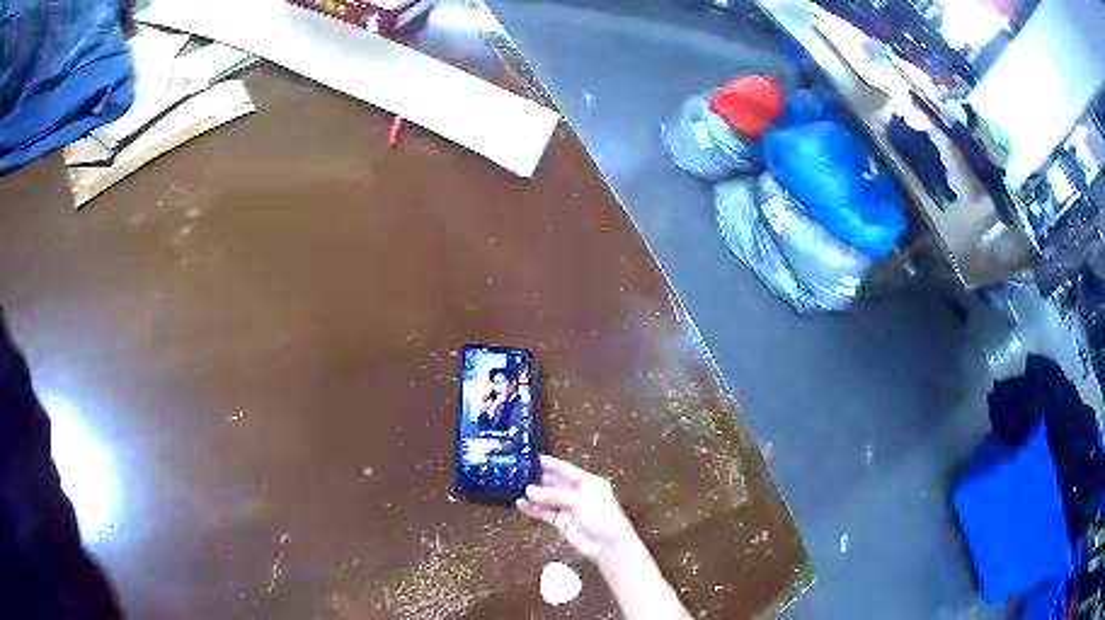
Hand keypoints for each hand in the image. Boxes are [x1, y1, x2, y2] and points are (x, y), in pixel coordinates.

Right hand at [517, 455, 641, 564]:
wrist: (609, 547)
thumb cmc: (602, 517)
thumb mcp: (580, 501)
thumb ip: (554, 495)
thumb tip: (529, 490)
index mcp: (587, 482)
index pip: (564, 469)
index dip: (548, 463)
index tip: (529, 457)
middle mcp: (576, 492)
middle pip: (554, 482)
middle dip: (537, 478)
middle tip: (515, 472)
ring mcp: (568, 508)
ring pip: (547, 497)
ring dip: (533, 493)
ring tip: (513, 487)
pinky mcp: (562, 522)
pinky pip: (545, 512)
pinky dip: (533, 509)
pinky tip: (520, 504)